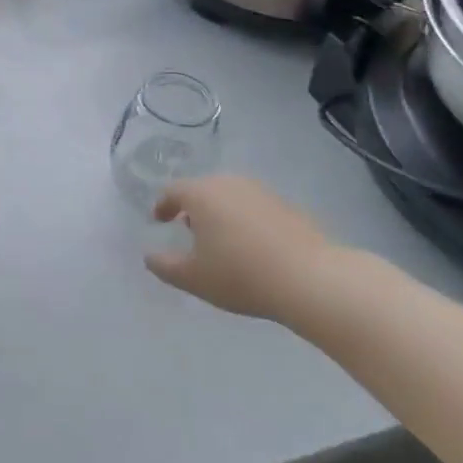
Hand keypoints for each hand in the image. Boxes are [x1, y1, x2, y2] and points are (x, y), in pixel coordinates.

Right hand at [145, 175, 346, 319]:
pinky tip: (251, 246)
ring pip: (230, 196)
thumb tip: (150, 256)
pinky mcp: (287, 206)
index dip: (162, 206)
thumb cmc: (241, 275)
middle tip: (187, 229)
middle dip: (191, 207)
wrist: (312, 280)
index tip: (159, 221)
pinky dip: (244, 220)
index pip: (172, 191)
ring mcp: (261, 192)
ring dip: (219, 212)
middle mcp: (229, 183)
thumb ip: (164, 266)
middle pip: (202, 189)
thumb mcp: (193, 278)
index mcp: (201, 193)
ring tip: (220, 239)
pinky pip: (254, 207)